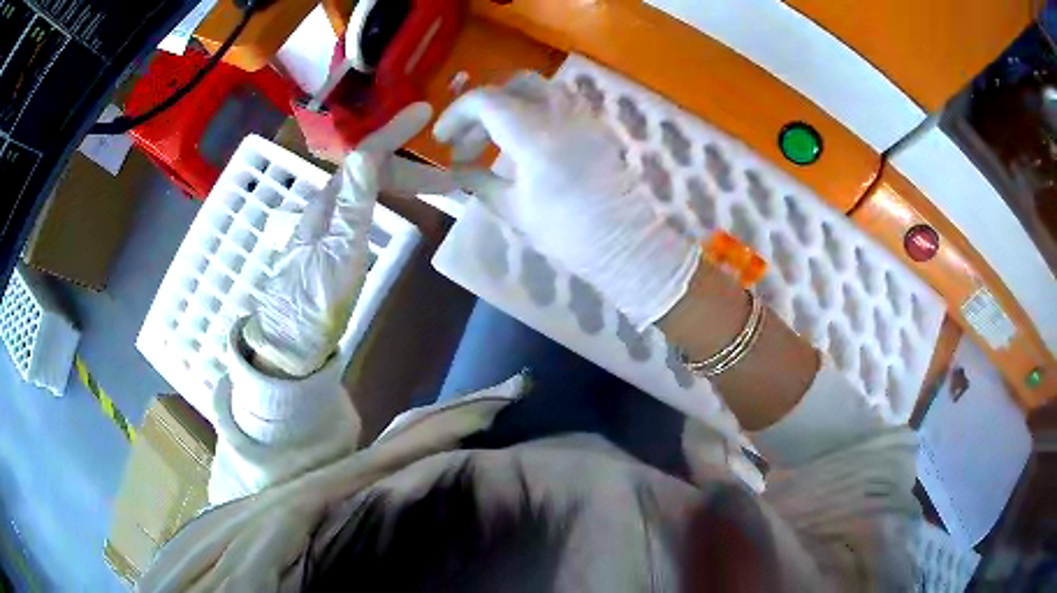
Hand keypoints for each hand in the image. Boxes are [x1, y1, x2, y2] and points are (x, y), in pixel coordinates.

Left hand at [242, 102, 432, 376]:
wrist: (291, 340)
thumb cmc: (315, 299)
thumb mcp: (338, 251)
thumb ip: (352, 203)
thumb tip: (365, 153)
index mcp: (329, 204)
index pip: (365, 157)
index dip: (393, 132)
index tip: (423, 112)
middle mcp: (327, 207)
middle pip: (369, 171)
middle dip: (408, 164)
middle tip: (448, 173)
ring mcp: (328, 226)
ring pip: (368, 188)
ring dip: (402, 181)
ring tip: (433, 187)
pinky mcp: (332, 244)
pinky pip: (365, 206)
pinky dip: (388, 198)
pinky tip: (397, 206)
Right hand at [434, 73, 698, 327]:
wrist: (627, 243)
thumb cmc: (568, 232)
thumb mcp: (514, 209)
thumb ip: (479, 182)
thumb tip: (456, 171)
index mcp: (534, 132)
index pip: (485, 100)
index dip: (456, 115)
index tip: (443, 139)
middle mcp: (559, 111)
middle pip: (512, 85)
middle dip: (482, 107)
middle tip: (468, 143)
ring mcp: (583, 114)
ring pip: (538, 89)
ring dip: (509, 106)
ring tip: (494, 142)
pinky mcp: (596, 125)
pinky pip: (559, 102)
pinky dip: (534, 112)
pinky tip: (526, 144)